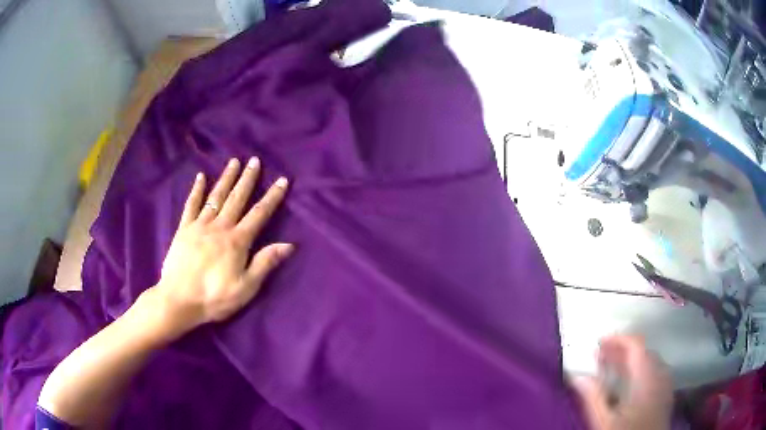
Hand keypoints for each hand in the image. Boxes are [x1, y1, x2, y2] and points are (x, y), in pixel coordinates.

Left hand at [148, 157, 293, 340]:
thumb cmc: (215, 298)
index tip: (282, 180)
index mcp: (237, 241)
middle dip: (248, 179)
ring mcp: (200, 226)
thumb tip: (289, 245)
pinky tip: (201, 177)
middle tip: (255, 160)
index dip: (272, 197)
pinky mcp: (184, 230)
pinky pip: (191, 205)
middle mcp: (220, 227)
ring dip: (226, 178)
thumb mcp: (246, 287)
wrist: (179, 300)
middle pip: (237, 199)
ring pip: (216, 197)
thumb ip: (265, 263)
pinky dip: (196, 190)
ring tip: (234, 162)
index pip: (259, 214)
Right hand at [573, 335, 673, 429]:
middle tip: (601, 357)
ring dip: (631, 361)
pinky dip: (640, 371)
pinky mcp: (665, 394)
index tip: (599, 343)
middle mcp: (660, 375)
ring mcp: (665, 384)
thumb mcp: (604, 422)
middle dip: (622, 351)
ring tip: (611, 368)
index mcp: (647, 377)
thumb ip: (594, 398)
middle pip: (643, 352)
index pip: (636, 345)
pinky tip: (629, 383)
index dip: (619, 339)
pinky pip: (655, 372)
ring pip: (650, 362)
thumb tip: (578, 377)